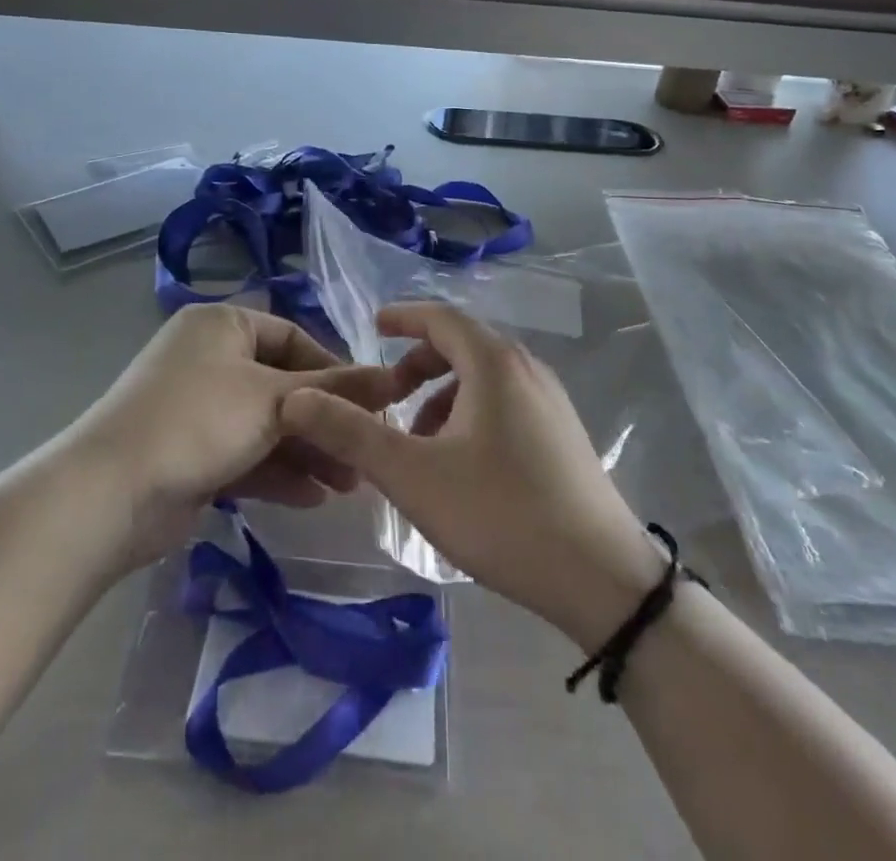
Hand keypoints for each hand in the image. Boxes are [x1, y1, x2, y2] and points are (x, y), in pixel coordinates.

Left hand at [70, 304, 416, 570]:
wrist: (110, 495)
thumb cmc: (198, 421)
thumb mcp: (274, 400)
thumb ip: (336, 391)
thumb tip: (394, 378)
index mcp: (222, 325)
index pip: (292, 337)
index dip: (333, 369)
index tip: (369, 402)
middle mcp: (209, 358)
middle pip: (282, 384)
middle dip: (323, 420)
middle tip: (363, 449)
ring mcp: (198, 408)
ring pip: (266, 424)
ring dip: (307, 450)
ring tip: (350, 482)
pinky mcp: (192, 453)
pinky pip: (246, 454)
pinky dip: (278, 472)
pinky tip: (315, 497)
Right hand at [280, 302, 665, 649]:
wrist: (601, 578)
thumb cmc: (500, 514)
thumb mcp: (413, 475)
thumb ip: (351, 434)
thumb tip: (295, 399)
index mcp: (494, 363)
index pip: (440, 318)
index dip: (403, 317)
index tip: (373, 325)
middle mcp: (526, 369)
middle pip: (463, 346)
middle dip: (418, 365)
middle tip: (388, 395)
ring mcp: (551, 401)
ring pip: (485, 378)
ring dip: (444, 395)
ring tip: (418, 441)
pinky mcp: (562, 433)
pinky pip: (505, 402)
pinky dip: (471, 413)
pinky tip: (460, 463)